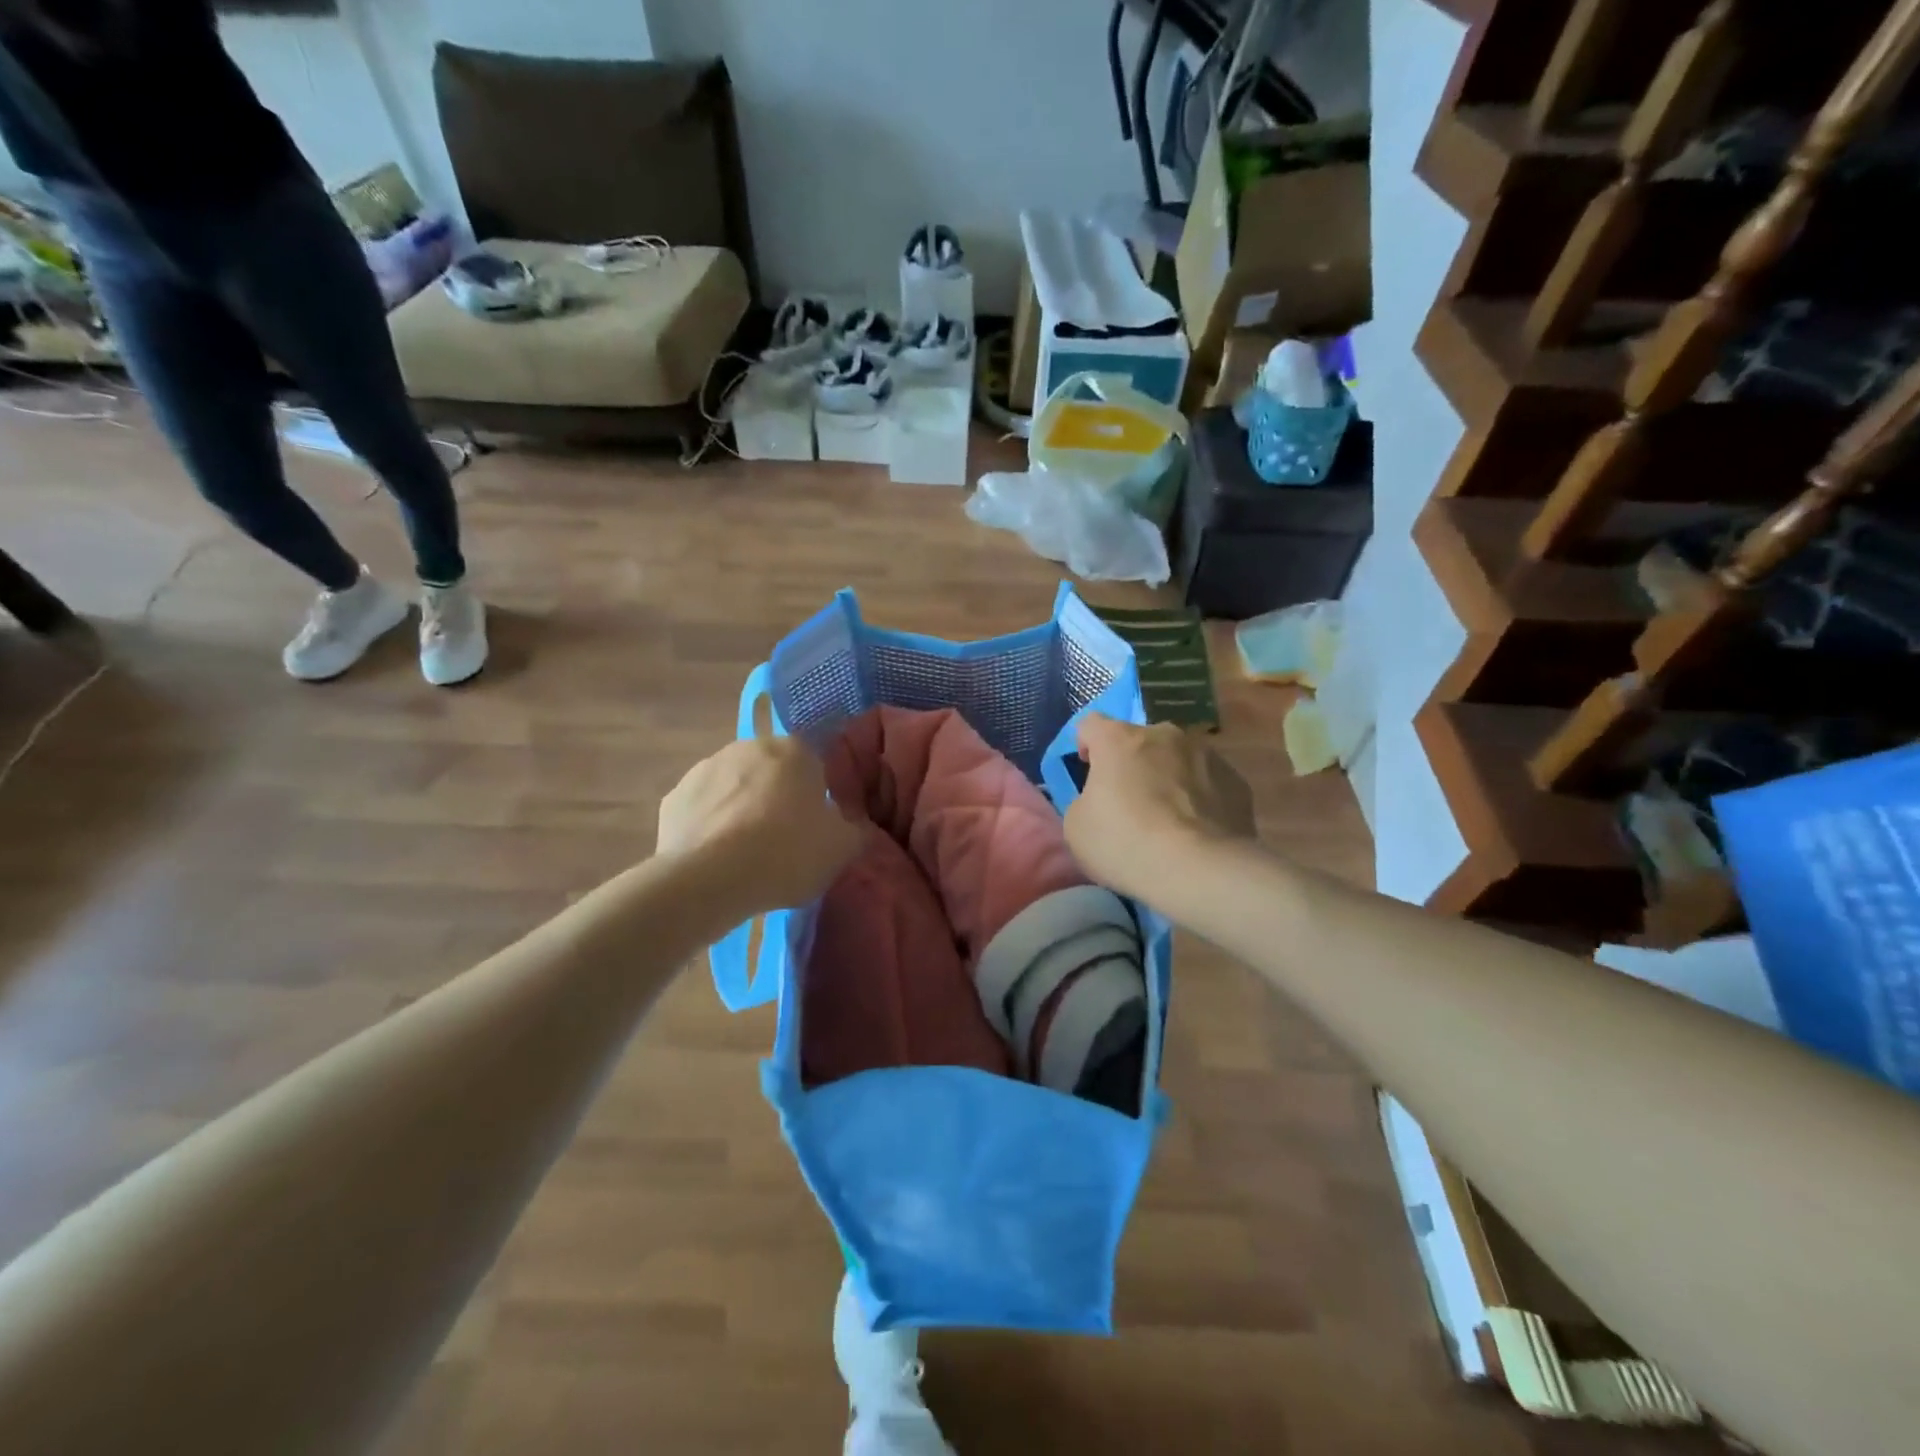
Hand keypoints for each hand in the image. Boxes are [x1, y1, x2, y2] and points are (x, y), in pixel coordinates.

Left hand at [657, 737, 864, 916]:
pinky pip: (703, 810)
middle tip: (783, 841)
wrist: (710, 880)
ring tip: (745, 855)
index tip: (815, 828)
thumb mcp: (842, 849)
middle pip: (771, 772)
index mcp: (795, 750)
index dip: (816, 797)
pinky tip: (715, 859)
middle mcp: (749, 747)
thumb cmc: (787, 854)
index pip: (814, 765)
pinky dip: (710, 827)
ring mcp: (706, 768)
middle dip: (776, 799)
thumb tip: (854, 825)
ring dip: (741, 810)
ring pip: (734, 788)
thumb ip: (855, 830)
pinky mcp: (674, 797)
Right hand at [1064, 714, 1254, 899]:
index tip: (1088, 771)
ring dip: (1168, 777)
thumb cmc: (1125, 843)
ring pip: (1177, 759)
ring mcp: (1206, 754)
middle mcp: (1164, 734)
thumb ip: (1084, 800)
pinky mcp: (1236, 781)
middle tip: (1129, 802)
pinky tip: (1196, 831)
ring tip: (1168, 820)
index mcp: (1119, 739)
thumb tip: (1100, 799)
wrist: (1199, 870)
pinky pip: (1208, 783)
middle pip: (1139, 740)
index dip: (1086, 745)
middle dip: (1132, 763)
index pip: (1091, 724)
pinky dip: (1199, 798)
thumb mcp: (1076, 827)